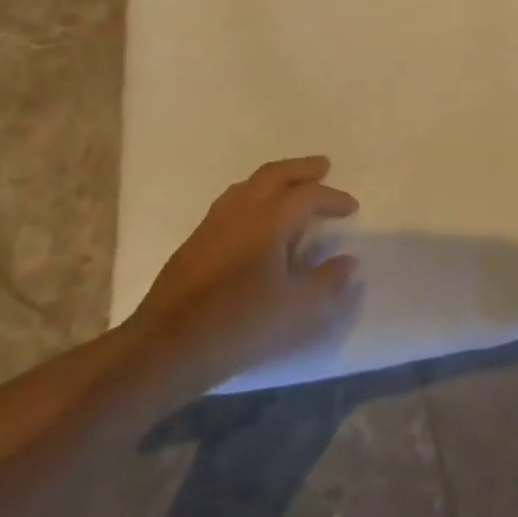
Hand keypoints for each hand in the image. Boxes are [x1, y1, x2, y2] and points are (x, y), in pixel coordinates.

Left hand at [131, 156, 360, 375]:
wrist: (166, 349)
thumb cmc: (239, 325)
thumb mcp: (297, 310)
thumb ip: (327, 282)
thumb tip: (347, 262)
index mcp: (269, 221)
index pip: (308, 195)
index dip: (333, 198)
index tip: (352, 208)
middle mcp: (241, 212)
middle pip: (275, 174)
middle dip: (302, 169)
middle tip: (323, 167)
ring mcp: (212, 225)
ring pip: (248, 185)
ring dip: (274, 180)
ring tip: (290, 188)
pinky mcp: (194, 243)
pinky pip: (231, 203)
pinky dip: (253, 197)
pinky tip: (255, 221)